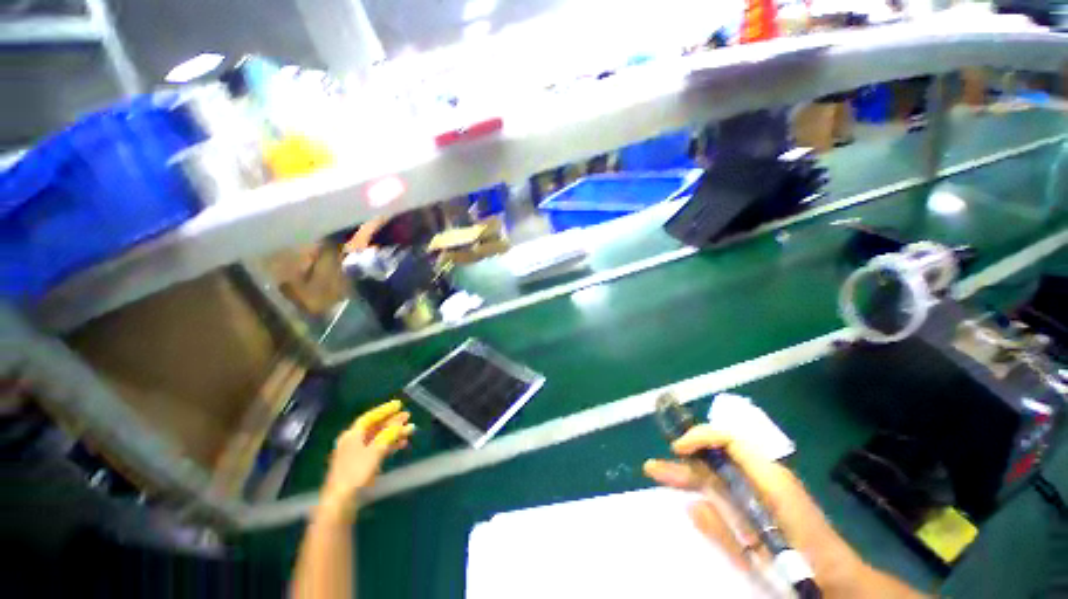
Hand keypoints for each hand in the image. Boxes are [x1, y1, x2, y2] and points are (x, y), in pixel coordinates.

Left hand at [320, 400, 414, 521]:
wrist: (341, 501)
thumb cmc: (356, 472)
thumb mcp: (376, 450)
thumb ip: (389, 434)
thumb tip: (400, 423)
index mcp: (352, 434)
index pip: (370, 417)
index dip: (385, 410)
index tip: (399, 404)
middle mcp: (353, 441)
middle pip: (375, 427)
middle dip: (392, 421)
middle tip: (408, 416)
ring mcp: (356, 454)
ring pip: (378, 438)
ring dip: (393, 433)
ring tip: (409, 431)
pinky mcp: (360, 465)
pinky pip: (377, 448)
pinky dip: (389, 445)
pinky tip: (401, 445)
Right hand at [643, 426, 868, 594]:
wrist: (840, 579)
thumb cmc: (807, 566)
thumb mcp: (766, 557)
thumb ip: (727, 533)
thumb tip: (691, 506)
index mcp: (770, 480)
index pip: (730, 440)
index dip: (700, 437)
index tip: (677, 448)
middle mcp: (764, 475)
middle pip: (715, 457)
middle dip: (684, 461)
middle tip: (654, 468)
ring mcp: (762, 485)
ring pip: (717, 471)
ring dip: (689, 473)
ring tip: (658, 472)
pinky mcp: (761, 497)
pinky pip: (726, 484)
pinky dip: (704, 484)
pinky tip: (687, 492)